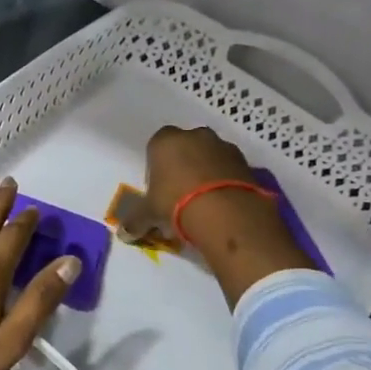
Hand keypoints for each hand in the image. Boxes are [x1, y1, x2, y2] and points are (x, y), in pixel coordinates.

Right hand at [144, 126, 309, 305]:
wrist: (225, 212)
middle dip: (183, 163)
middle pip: (185, 146)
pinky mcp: (246, 162)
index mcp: (165, 141)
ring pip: (210, 155)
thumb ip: (135, 220)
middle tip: (180, 191)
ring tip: (204, 200)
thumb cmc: (175, 203)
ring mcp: (223, 146)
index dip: (156, 164)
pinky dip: (226, 180)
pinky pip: (230, 168)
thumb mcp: (149, 214)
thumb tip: (123, 234)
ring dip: (207, 170)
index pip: (156, 144)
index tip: (158, 185)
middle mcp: (195, 136)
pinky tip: (222, 202)